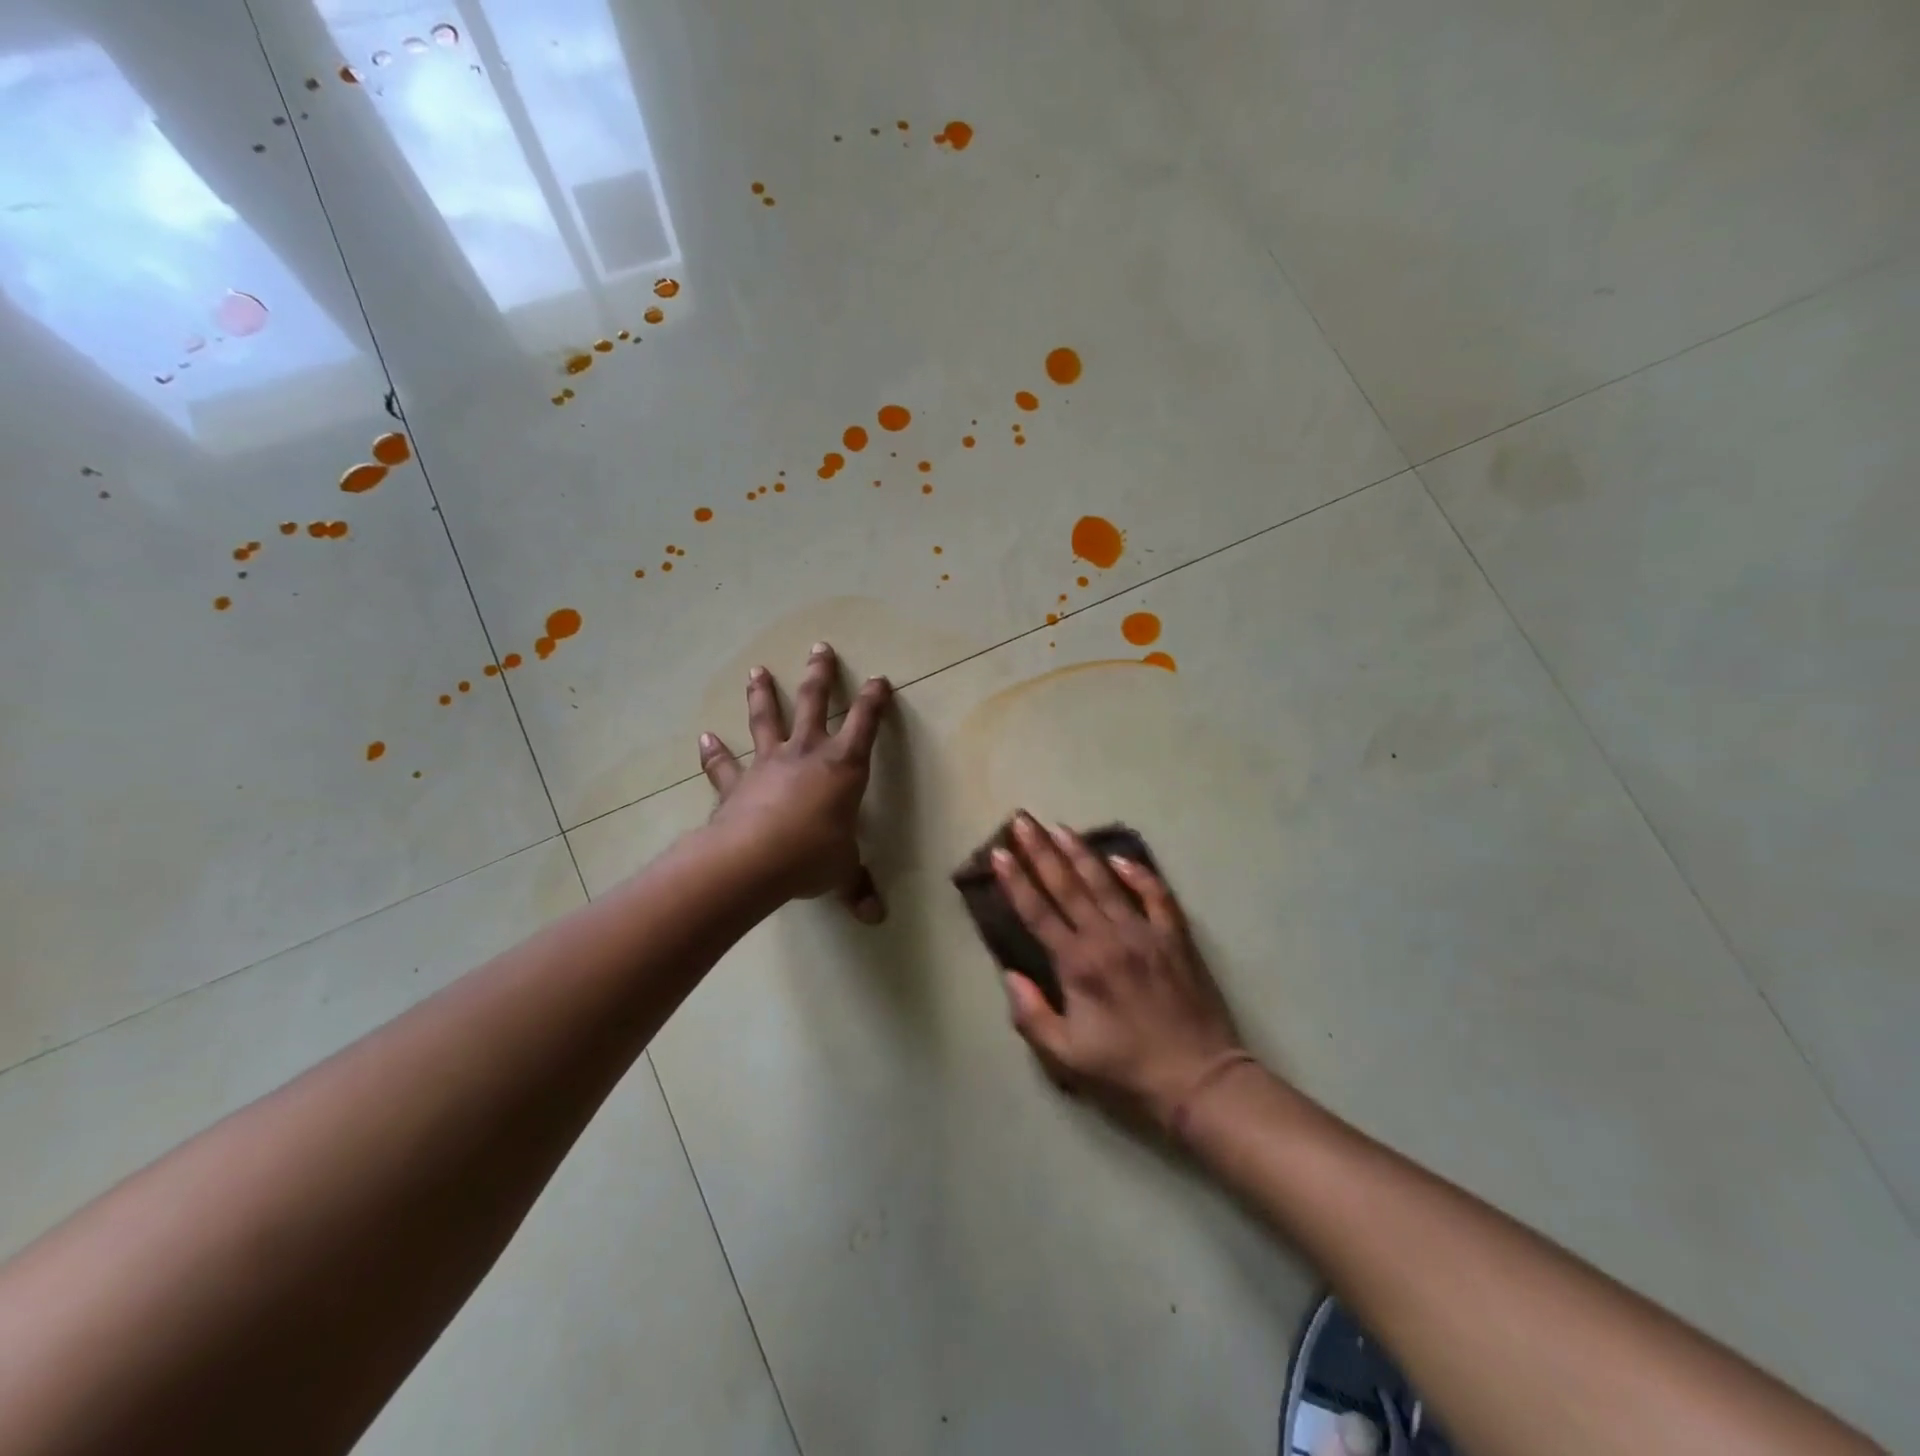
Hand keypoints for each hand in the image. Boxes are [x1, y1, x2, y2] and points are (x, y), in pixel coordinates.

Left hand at [699, 643, 891, 921]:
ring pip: (767, 720)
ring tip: (758, 670)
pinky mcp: (737, 784)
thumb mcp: (842, 871)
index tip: (879, 680)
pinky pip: (724, 764)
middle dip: (820, 675)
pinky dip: (714, 751)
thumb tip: (874, 918)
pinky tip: (704, 736)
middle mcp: (806, 755)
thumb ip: (857, 887)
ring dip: (763, 694)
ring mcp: (768, 764)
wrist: (753, 861)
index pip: (864, 725)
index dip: (874, 701)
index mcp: (843, 767)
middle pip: (814, 704)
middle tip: (819, 647)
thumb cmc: (811, 856)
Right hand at [992, 813, 1245, 1127]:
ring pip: (1105, 882)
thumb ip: (1031, 1015)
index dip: (1015, 881)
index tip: (999, 853)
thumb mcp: (1066, 1057)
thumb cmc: (1126, 1070)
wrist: (1198, 1080)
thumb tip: (1010, 976)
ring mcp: (1143, 933)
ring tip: (1060, 827)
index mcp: (1077, 964)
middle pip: (1067, 885)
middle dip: (1041, 851)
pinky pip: (1156, 895)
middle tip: (1023, 820)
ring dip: (1080, 853)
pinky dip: (1139, 874)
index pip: (1038, 912)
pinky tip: (1121, 858)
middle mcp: (1107, 937)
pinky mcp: (1174, 937)